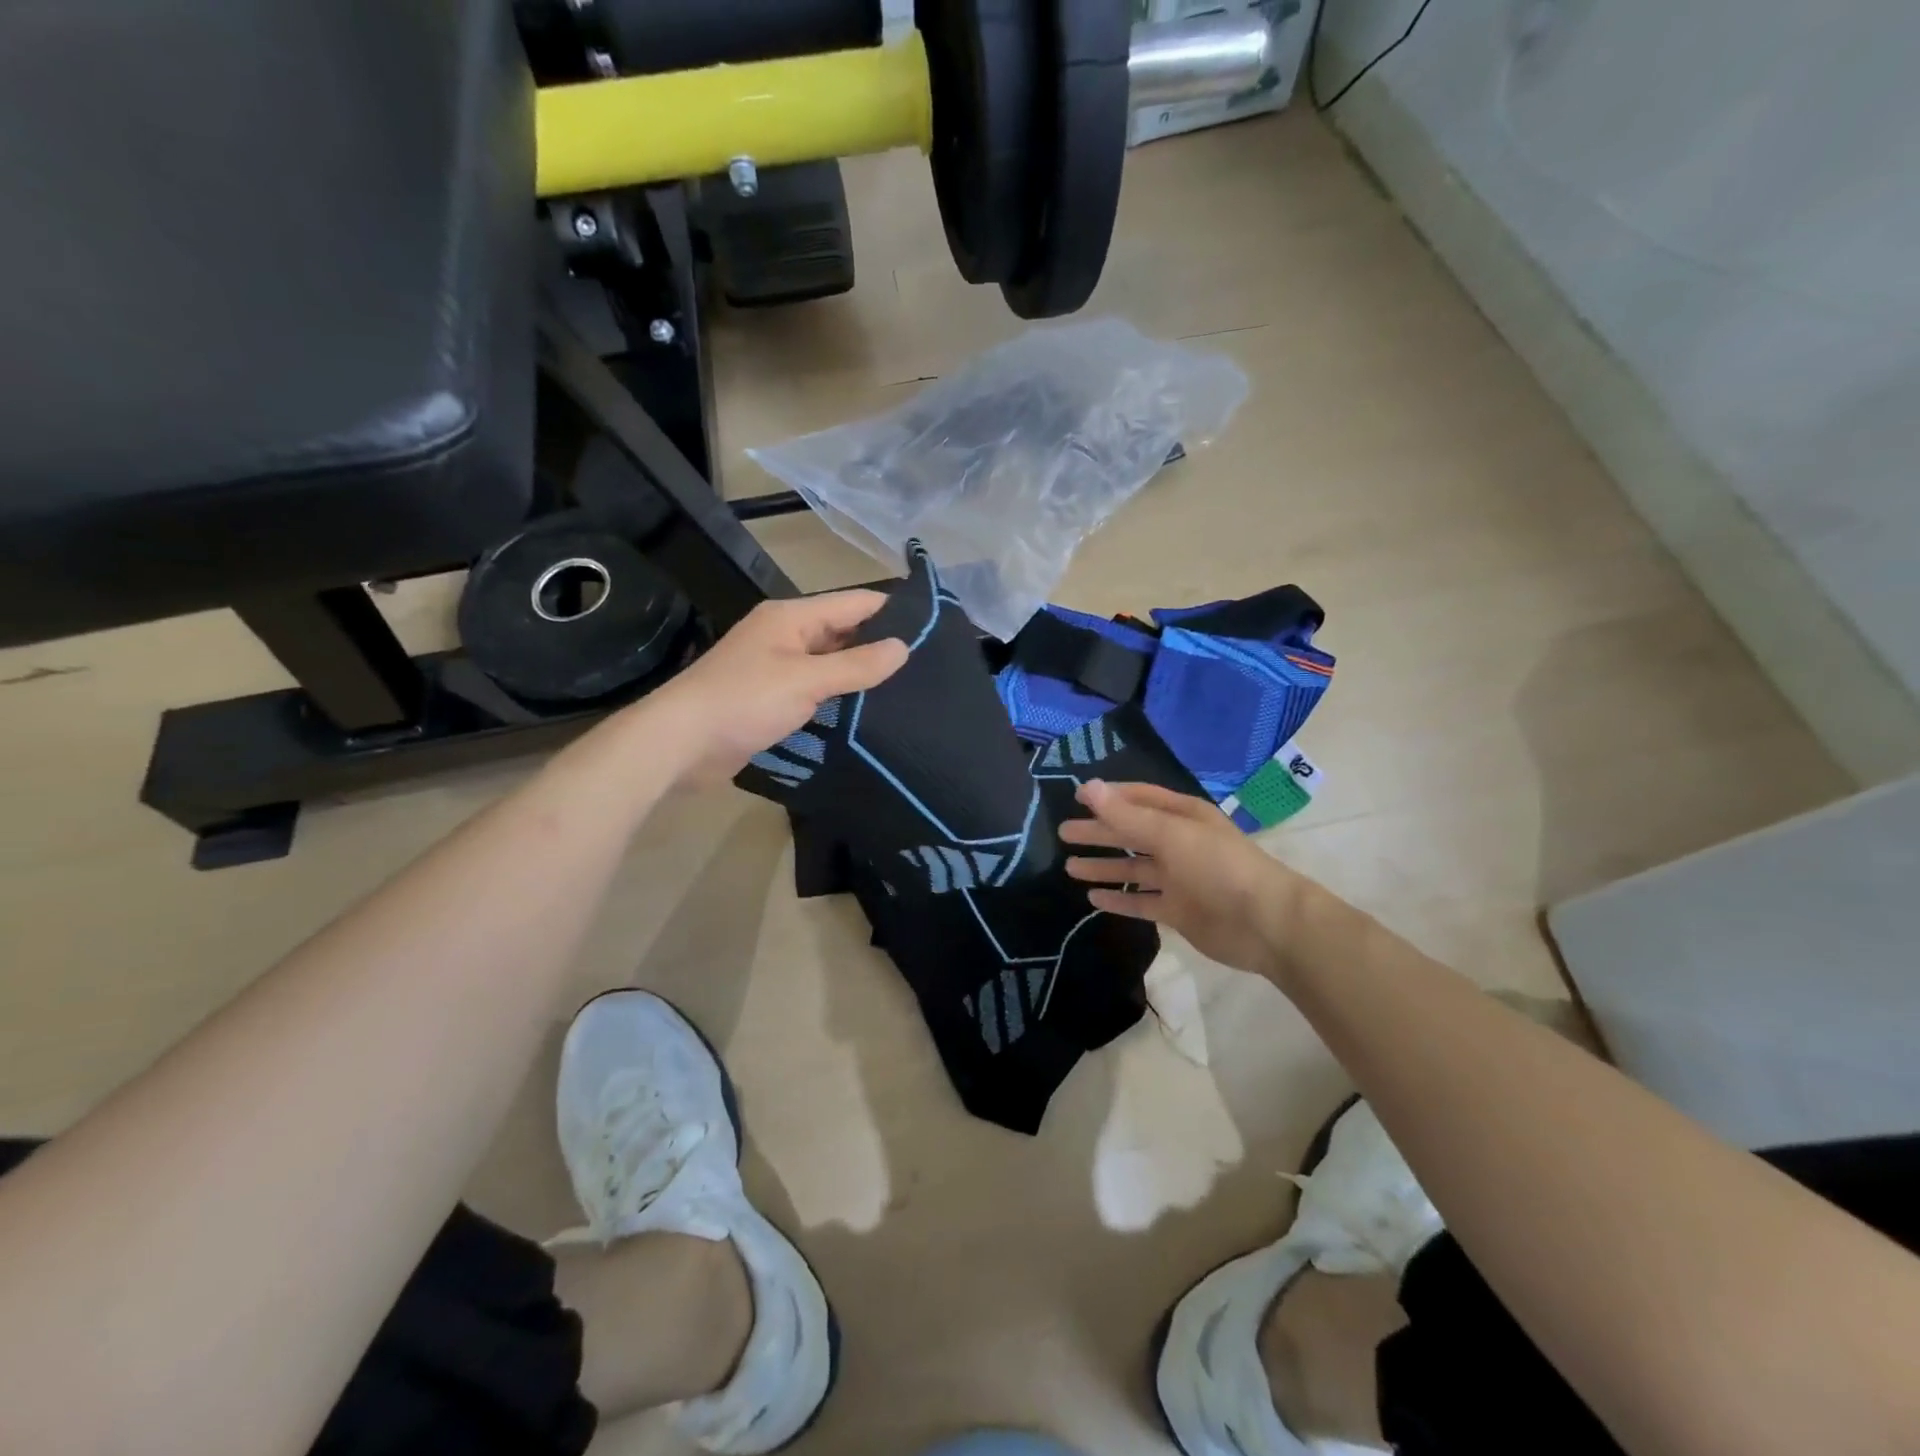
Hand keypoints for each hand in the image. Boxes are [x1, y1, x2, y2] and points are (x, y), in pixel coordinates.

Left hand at [634, 591, 908, 788]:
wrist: (680, 743)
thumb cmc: (744, 700)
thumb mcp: (806, 680)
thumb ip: (857, 665)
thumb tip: (904, 647)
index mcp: (792, 617)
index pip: (855, 603)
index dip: (892, 611)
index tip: (934, 626)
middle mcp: (785, 635)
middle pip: (843, 632)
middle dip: (879, 645)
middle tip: (927, 665)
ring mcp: (776, 668)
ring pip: (829, 664)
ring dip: (859, 675)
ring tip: (908, 689)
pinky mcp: (770, 699)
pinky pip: (814, 690)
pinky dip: (838, 698)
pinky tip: (866, 713)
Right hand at [1061, 780, 1312, 979]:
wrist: (1265, 923)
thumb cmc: (1218, 866)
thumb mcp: (1170, 834)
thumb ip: (1127, 816)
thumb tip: (1088, 787)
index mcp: (1182, 816)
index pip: (1139, 798)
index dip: (1109, 797)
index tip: (1076, 798)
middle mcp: (1179, 843)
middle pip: (1131, 833)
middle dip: (1099, 832)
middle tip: (1063, 833)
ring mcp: (1179, 878)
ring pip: (1133, 868)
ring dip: (1104, 866)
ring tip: (1070, 867)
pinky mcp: (1178, 910)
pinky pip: (1141, 901)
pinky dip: (1119, 899)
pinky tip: (1094, 899)